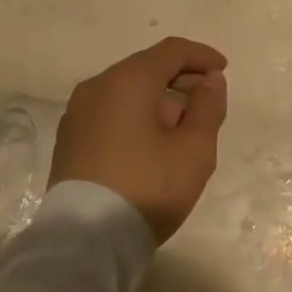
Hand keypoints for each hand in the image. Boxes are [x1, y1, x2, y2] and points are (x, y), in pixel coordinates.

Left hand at [50, 37, 228, 243]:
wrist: (86, 241)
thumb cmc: (148, 188)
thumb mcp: (194, 150)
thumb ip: (208, 107)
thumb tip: (209, 80)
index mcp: (128, 80)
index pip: (171, 51)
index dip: (201, 56)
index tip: (223, 71)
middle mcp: (97, 86)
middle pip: (147, 68)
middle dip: (180, 80)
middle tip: (206, 105)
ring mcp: (77, 112)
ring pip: (126, 90)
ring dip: (157, 100)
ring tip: (180, 132)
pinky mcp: (69, 138)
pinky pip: (109, 111)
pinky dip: (134, 115)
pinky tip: (148, 145)